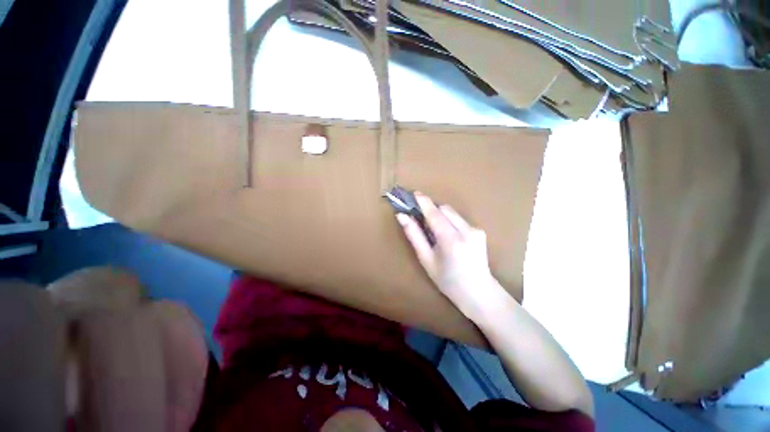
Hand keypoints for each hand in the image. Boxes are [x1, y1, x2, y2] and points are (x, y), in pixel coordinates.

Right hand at [396, 193, 508, 321]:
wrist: (479, 293)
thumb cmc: (447, 280)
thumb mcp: (426, 260)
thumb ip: (414, 235)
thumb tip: (402, 216)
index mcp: (451, 240)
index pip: (434, 213)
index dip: (423, 202)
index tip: (413, 194)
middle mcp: (466, 230)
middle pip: (444, 209)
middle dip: (431, 209)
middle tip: (419, 216)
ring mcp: (475, 229)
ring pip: (452, 212)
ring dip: (440, 215)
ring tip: (433, 229)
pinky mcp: (479, 230)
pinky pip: (459, 219)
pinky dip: (448, 221)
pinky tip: (446, 235)